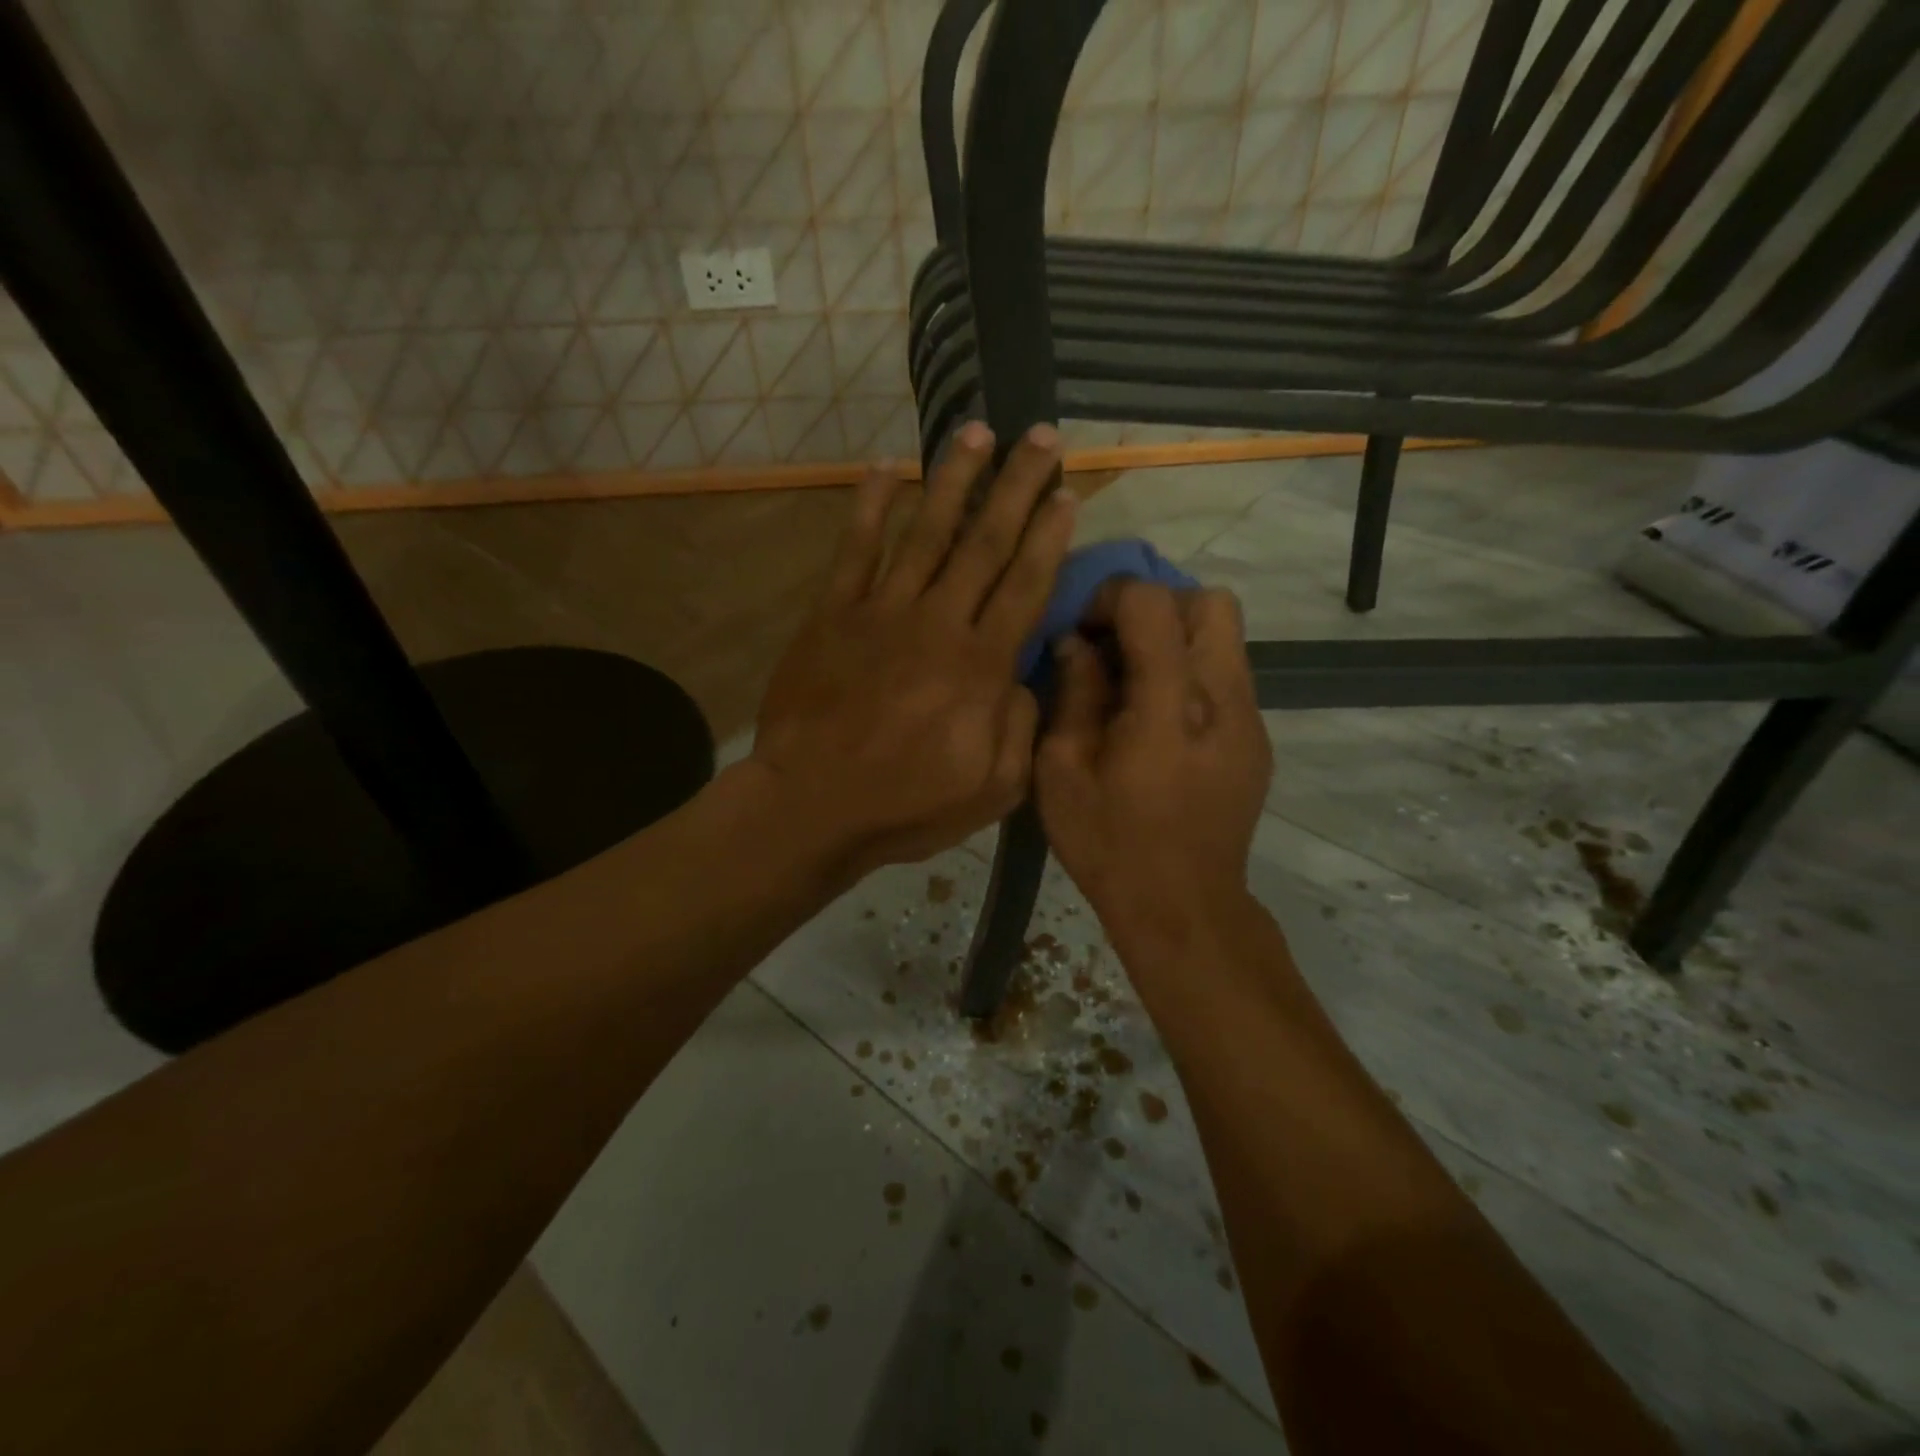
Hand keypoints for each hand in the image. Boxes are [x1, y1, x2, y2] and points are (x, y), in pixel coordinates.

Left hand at [748, 421, 1074, 882]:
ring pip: (926, 531)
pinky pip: (855, 549)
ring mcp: (880, 611)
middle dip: (1016, 485)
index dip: (1049, 535)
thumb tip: (1023, 673)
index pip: (1024, 585)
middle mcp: (936, 623)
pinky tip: (886, 468)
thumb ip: (1020, 727)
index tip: (1067, 492)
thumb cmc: (904, 805)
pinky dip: (871, 506)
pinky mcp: (832, 614)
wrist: (810, 806)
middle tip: (1040, 435)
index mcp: (979, 666)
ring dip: (954, 478)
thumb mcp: (991, 790)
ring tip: (977, 431)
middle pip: (985, 542)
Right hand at [1034, 581, 1271, 957]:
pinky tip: (1159, 720)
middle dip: (1156, 608)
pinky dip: (1190, 672)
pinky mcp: (1256, 740)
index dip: (1110, 598)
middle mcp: (1223, 701)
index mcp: (1170, 708)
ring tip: (1134, 683)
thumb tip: (1076, 644)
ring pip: (1225, 635)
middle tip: (1115, 648)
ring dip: (1174, 639)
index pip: (1154, 604)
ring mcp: (1249, 720)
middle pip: (1210, 603)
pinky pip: (1227, 674)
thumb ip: (1073, 695)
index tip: (1082, 633)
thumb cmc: (1109, 845)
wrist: (1183, 908)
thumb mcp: (1062, 773)